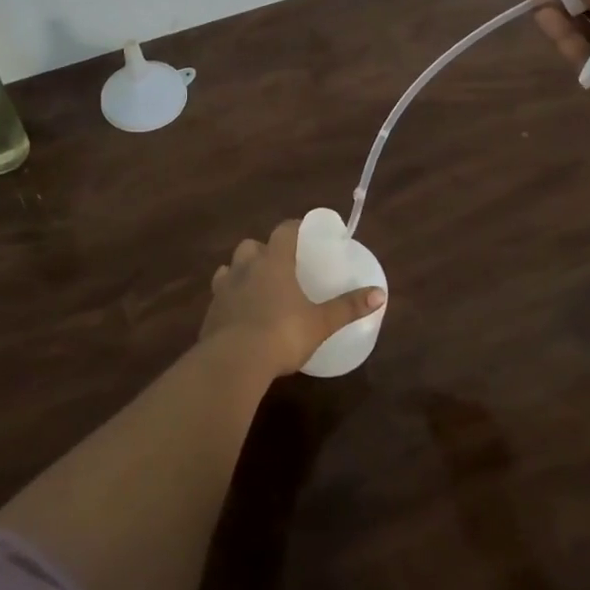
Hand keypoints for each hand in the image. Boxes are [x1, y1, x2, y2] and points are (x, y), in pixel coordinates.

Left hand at [201, 220, 385, 377]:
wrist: (233, 362)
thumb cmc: (282, 334)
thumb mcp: (321, 323)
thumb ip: (348, 307)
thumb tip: (380, 294)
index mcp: (274, 262)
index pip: (283, 231)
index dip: (294, 228)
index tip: (303, 231)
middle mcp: (245, 268)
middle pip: (250, 246)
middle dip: (262, 250)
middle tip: (278, 264)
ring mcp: (223, 289)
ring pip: (229, 268)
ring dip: (241, 272)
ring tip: (255, 287)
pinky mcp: (209, 313)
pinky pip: (219, 296)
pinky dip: (229, 299)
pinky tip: (239, 315)